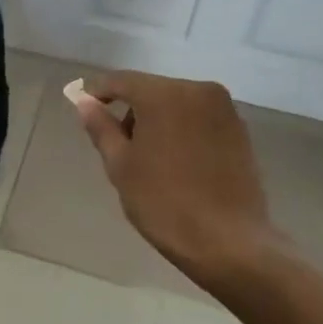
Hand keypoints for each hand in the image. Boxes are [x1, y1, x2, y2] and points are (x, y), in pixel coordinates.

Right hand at [73, 71, 273, 287]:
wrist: (229, 242)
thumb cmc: (164, 203)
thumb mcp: (121, 166)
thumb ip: (101, 127)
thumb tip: (85, 102)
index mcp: (164, 95)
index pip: (121, 81)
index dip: (98, 91)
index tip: (84, 106)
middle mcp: (197, 90)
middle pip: (151, 89)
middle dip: (131, 109)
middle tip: (117, 145)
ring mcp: (223, 108)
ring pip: (176, 102)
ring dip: (157, 119)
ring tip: (149, 158)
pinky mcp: (239, 128)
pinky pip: (198, 117)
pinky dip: (182, 129)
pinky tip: (177, 161)